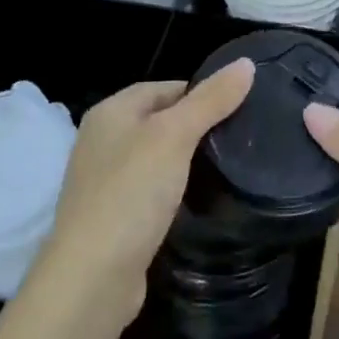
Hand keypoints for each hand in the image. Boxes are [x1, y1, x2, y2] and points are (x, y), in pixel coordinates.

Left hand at [30, 59, 254, 327]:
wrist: (93, 275)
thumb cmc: (132, 193)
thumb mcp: (174, 137)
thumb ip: (210, 100)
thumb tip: (246, 63)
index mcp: (110, 113)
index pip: (163, 88)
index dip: (201, 92)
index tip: (240, 106)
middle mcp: (102, 141)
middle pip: (158, 121)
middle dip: (196, 126)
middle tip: (241, 137)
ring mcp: (104, 181)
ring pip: (155, 158)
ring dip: (186, 161)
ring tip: (229, 166)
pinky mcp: (114, 216)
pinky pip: (150, 190)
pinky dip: (174, 190)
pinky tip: (198, 199)